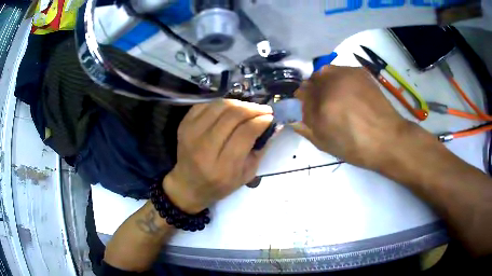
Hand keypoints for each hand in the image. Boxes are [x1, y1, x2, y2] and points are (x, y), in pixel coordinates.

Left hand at [163, 99, 272, 213]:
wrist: (187, 185)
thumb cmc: (219, 185)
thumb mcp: (245, 176)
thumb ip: (260, 150)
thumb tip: (272, 125)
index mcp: (222, 167)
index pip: (245, 133)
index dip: (260, 121)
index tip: (270, 118)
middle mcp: (204, 148)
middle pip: (232, 116)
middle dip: (253, 109)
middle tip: (264, 110)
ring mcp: (190, 133)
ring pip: (220, 106)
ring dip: (239, 103)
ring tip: (248, 109)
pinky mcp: (184, 125)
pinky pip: (206, 105)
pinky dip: (221, 104)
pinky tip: (229, 110)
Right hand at [292, 65, 415, 169]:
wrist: (388, 138)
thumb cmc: (356, 147)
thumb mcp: (325, 144)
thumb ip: (306, 128)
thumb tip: (292, 118)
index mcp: (320, 104)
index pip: (299, 95)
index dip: (301, 103)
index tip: (306, 111)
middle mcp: (331, 83)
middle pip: (310, 81)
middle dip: (311, 92)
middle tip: (321, 104)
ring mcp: (346, 74)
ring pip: (324, 72)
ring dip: (323, 82)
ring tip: (335, 96)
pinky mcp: (359, 71)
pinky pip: (340, 70)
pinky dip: (338, 78)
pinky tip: (347, 91)